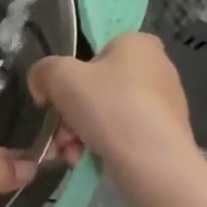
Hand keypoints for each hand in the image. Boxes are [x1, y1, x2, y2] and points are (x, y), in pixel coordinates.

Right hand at [28, 33, 193, 169]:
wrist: (152, 162)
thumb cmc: (108, 105)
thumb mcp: (59, 76)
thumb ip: (42, 72)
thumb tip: (42, 86)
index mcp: (138, 44)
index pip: (99, 51)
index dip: (73, 73)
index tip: (58, 96)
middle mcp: (157, 69)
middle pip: (97, 89)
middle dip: (70, 114)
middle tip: (59, 133)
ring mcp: (164, 105)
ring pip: (106, 116)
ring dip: (78, 134)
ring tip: (69, 153)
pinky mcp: (165, 137)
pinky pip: (123, 137)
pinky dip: (100, 148)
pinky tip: (85, 162)